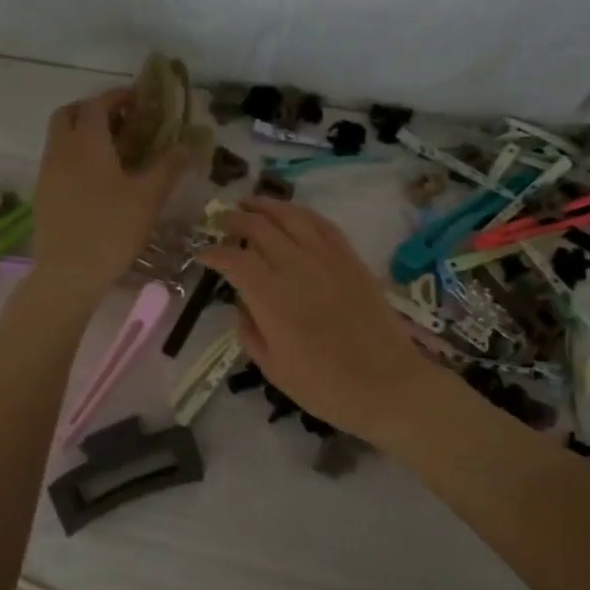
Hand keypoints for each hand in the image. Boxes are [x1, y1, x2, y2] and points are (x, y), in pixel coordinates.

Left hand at [28, 88, 189, 305]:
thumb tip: (188, 144)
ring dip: (82, 133)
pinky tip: (96, 179)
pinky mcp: (42, 194)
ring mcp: (47, 172)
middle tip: (120, 121)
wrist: (69, 273)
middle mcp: (61, 149)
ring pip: (60, 138)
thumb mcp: (148, 197)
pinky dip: (74, 156)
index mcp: (87, 142)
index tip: (138, 99)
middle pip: (69, 113)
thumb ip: (168, 166)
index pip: (98, 104)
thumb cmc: (112, 229)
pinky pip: (57, 160)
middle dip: (93, 109)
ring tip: (112, 150)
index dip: (118, 96)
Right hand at [196, 197, 437, 444]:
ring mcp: (327, 259)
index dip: (213, 253)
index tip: (202, 254)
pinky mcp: (352, 260)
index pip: (233, 259)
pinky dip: (303, 214)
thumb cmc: (324, 387)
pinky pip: (324, 225)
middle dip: (234, 219)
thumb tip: (243, 304)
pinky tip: (293, 214)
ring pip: (292, 216)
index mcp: (271, 297)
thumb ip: (250, 331)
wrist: (387, 385)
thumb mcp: (273, 368)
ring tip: (251, 203)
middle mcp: (296, 267)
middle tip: (221, 219)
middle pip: (259, 227)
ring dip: (267, 205)